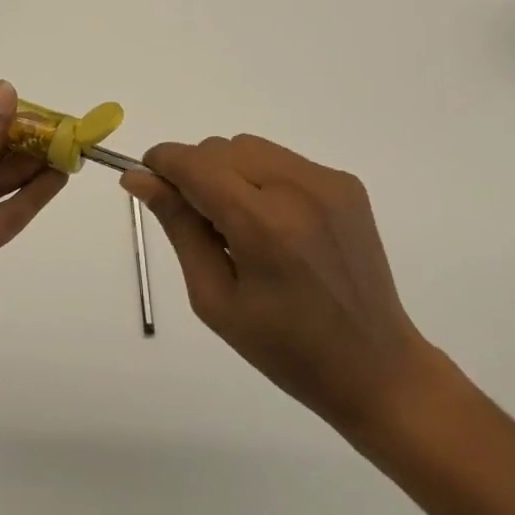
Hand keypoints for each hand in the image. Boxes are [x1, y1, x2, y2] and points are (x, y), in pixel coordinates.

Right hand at [123, 134, 430, 444]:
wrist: (375, 367)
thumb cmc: (284, 348)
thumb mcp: (214, 298)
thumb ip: (178, 226)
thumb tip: (138, 178)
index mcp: (263, 226)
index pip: (195, 163)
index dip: (162, 164)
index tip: (147, 181)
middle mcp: (298, 190)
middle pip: (220, 148)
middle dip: (197, 173)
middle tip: (204, 226)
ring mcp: (328, 182)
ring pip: (250, 147)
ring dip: (229, 172)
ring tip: (243, 225)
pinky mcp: (346, 183)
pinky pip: (282, 160)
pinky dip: (263, 179)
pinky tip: (276, 224)